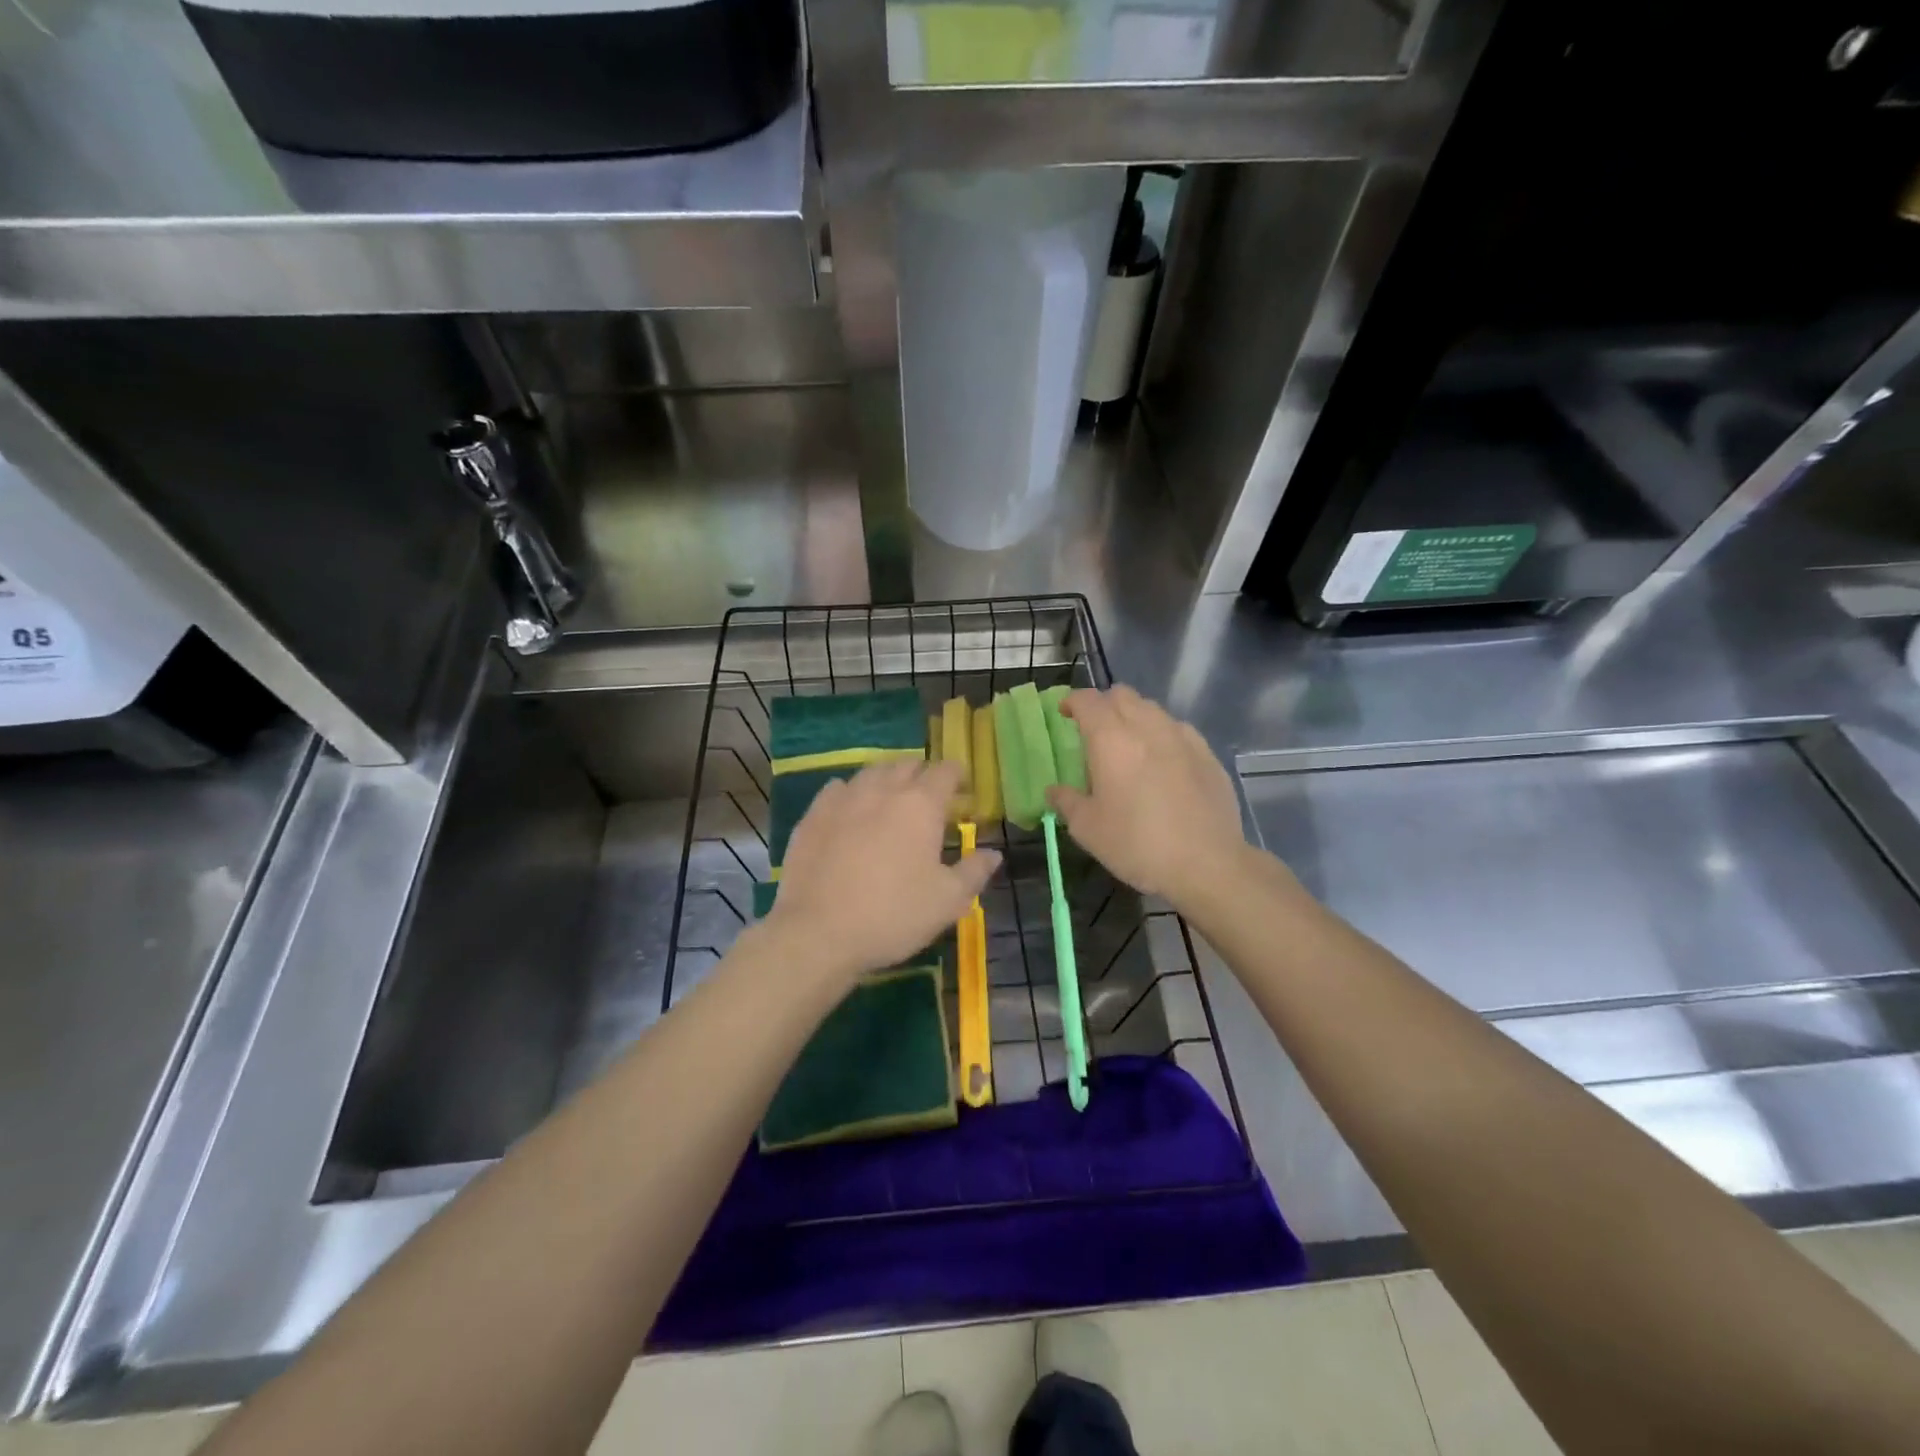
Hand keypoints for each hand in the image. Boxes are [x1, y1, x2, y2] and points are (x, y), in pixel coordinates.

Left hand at [766, 758, 1001, 981]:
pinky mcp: (813, 815)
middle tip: (929, 796)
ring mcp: (843, 799)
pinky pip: (837, 789)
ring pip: (871, 772)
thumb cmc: (893, 915)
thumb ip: (974, 872)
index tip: (963, 789)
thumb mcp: (947, 901)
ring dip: (887, 779)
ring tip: (891, 798)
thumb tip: (993, 853)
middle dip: (922, 775)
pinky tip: (851, 810)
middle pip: (907, 765)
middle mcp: (882, 790)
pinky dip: (852, 793)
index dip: (957, 775)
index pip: (945, 771)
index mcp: (921, 805)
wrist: (818, 933)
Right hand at [1047, 686, 1245, 908]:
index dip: (1072, 702)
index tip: (1064, 715)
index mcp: (1111, 738)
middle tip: (1094, 731)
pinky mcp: (1207, 754)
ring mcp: (1182, 737)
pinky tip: (1163, 762)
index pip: (1087, 700)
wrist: (1206, 864)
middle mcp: (1147, 726)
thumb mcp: (1087, 829)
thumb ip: (1066, 801)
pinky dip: (1162, 735)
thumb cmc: (1136, 843)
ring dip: (1134, 717)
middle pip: (1122, 695)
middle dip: (1104, 705)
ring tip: (1129, 746)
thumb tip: (1054, 790)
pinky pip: (1178, 730)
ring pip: (1152, 709)